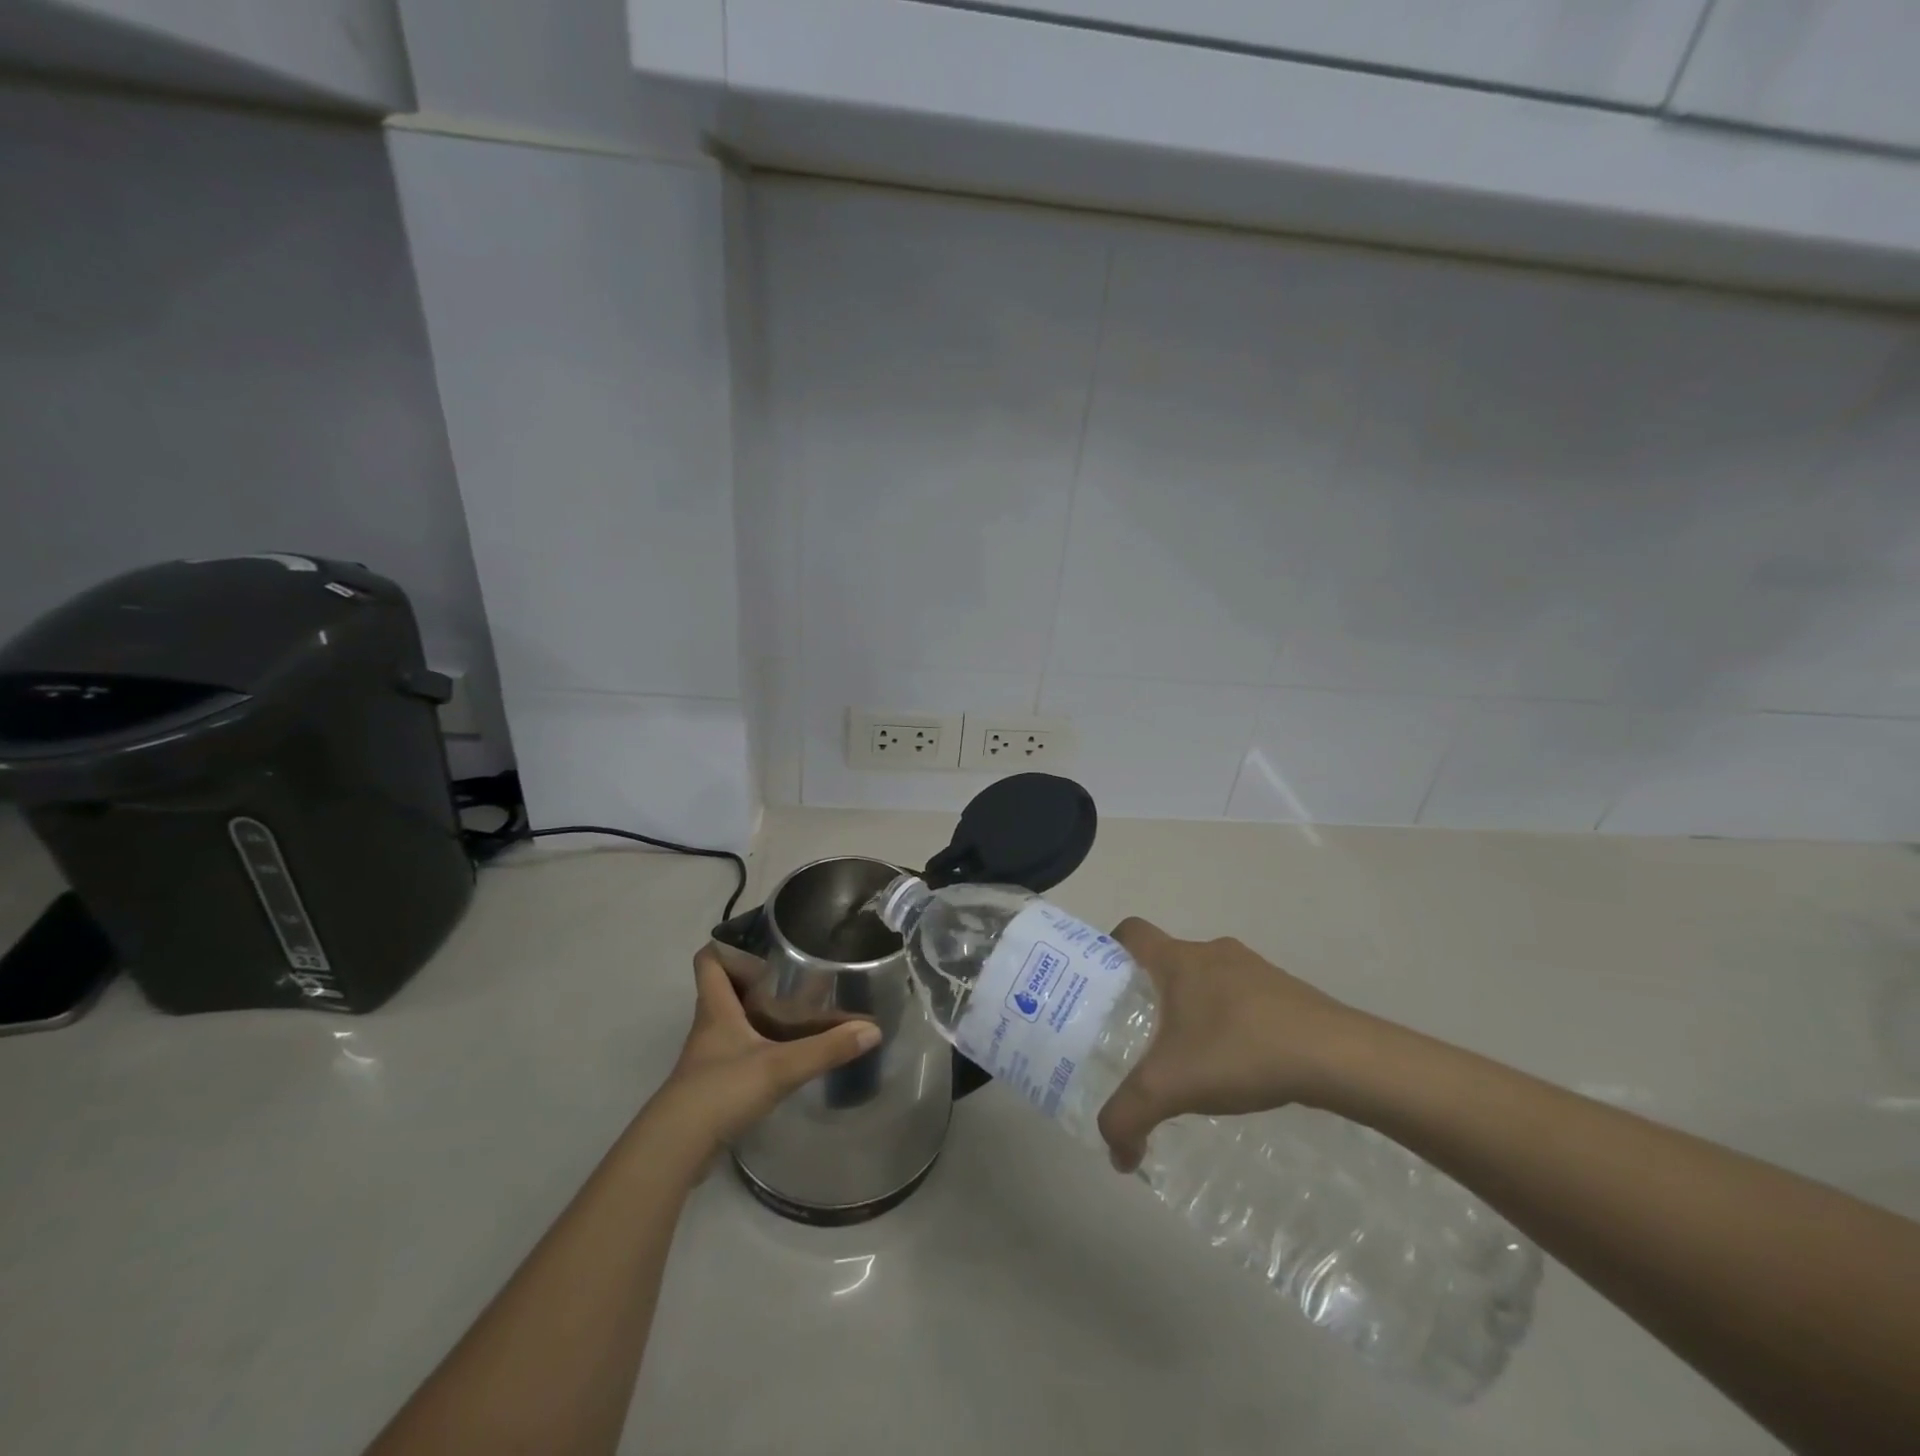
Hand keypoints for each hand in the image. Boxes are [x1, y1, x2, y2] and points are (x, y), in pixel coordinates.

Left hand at [652, 947, 880, 1151]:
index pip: (708, 961)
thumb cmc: (721, 1090)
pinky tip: (785, 1054)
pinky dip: (758, 1046)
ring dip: (758, 1014)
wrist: (676, 1149)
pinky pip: (737, 1052)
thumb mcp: (780, 1066)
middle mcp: (709, 1026)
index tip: (760, 941)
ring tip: (798, 1010)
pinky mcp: (712, 1086)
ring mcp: (709, 1058)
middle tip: (792, 973)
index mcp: (717, 1008)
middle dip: (754, 979)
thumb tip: (872, 1029)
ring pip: (732, 1022)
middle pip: (724, 989)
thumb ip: (826, 1049)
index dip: (727, 946)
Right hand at [1096, 919, 1361, 1172]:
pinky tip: (1239, 1065)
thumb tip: (1116, 1155)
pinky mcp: (1287, 992)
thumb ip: (1128, 1117)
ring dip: (1195, 1008)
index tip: (1104, 983)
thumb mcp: (1169, 1088)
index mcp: (1177, 959)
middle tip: (1142, 1035)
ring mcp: (1254, 969)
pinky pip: (1244, 998)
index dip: (1110, 948)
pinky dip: (1232, 1022)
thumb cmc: (1239, 1050)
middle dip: (1152, 992)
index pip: (1131, 931)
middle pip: (1169, 959)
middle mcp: (1212, 952)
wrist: (1338, 1057)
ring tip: (1193, 1057)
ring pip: (1208, 980)